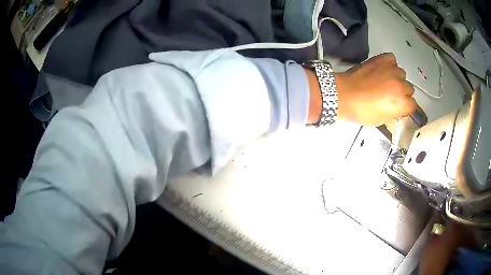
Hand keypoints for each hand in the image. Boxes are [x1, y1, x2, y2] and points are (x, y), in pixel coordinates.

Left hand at [335, 53, 415, 125]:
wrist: (344, 94)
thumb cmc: (362, 111)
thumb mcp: (381, 119)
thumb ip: (395, 112)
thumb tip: (398, 107)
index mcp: (402, 103)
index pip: (413, 105)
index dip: (405, 107)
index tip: (398, 107)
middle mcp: (401, 85)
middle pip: (409, 88)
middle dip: (402, 93)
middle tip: (390, 94)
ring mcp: (392, 70)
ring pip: (402, 74)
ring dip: (396, 78)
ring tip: (384, 80)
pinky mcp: (381, 59)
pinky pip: (392, 59)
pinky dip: (389, 63)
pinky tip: (382, 69)